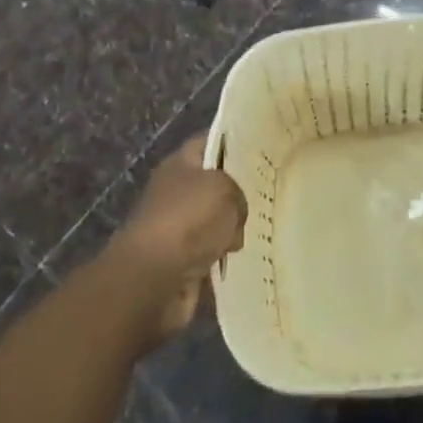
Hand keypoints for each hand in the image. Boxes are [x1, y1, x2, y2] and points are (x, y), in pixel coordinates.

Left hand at [105, 136, 246, 342]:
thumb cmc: (189, 219)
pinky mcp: (179, 262)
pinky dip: (221, 257)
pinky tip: (241, 257)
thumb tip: (235, 215)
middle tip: (267, 193)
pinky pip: (209, 252)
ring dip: (230, 228)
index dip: (234, 142)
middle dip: (237, 190)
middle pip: (212, 184)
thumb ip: (238, 193)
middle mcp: (174, 191)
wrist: (154, 279)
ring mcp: (175, 228)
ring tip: (258, 228)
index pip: (210, 142)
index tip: (262, 147)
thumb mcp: (227, 190)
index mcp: (180, 163)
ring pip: (213, 220)